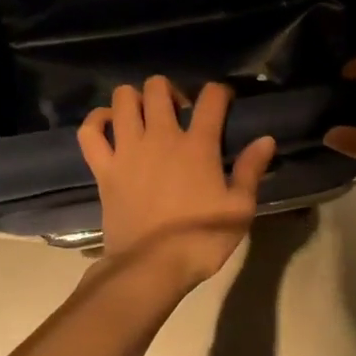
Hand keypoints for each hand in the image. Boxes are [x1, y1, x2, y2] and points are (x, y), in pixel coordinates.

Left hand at [78, 77, 276, 285]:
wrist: (152, 267)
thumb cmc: (201, 239)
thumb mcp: (239, 209)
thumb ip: (250, 170)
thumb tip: (265, 139)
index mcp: (198, 145)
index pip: (212, 98)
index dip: (220, 92)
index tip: (224, 101)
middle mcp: (160, 137)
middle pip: (158, 88)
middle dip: (170, 90)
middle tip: (178, 112)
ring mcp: (128, 151)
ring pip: (123, 100)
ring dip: (134, 99)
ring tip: (144, 116)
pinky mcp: (104, 169)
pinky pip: (90, 132)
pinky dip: (96, 121)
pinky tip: (108, 124)